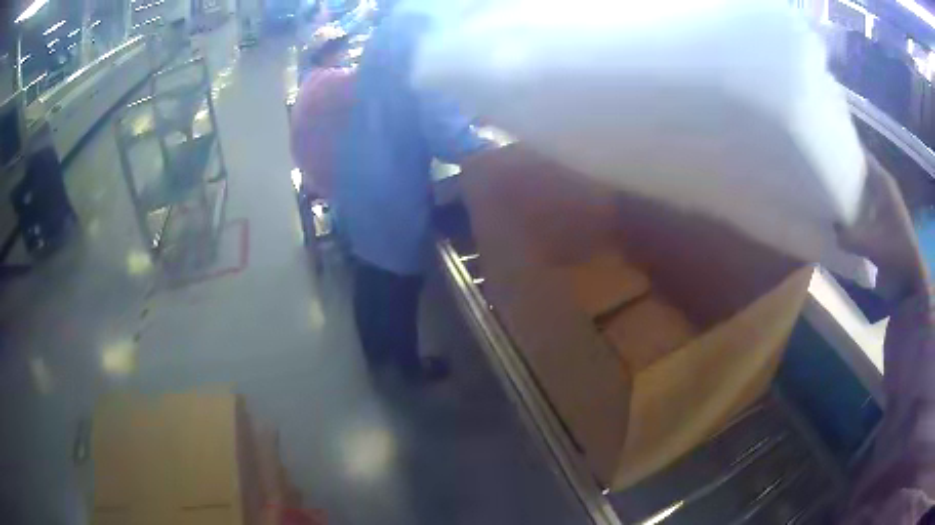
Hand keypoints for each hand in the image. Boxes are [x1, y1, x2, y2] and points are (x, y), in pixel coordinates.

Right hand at [836, 154, 928, 303]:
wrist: (910, 279)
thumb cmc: (895, 253)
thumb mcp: (870, 245)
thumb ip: (848, 236)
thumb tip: (831, 228)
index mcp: (883, 181)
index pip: (861, 154)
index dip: (844, 149)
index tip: (824, 149)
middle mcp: (883, 187)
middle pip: (860, 171)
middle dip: (843, 171)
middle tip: (821, 173)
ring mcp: (884, 204)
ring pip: (862, 189)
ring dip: (848, 192)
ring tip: (828, 194)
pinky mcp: (883, 220)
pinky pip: (865, 206)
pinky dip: (855, 208)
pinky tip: (843, 216)